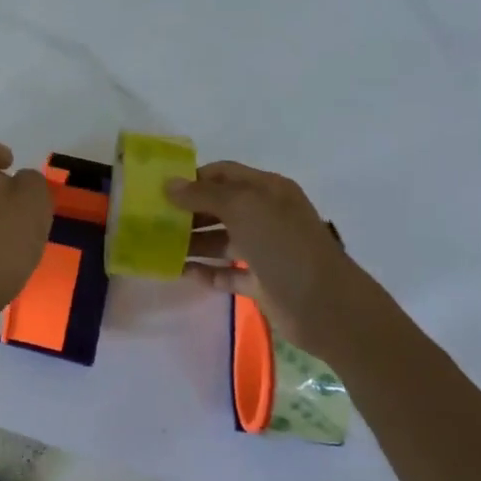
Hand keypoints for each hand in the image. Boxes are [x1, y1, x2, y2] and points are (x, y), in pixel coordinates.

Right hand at [167, 162, 385, 363]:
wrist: (327, 307)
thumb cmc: (284, 246)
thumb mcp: (243, 208)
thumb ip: (203, 195)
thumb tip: (169, 184)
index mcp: (267, 190)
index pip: (223, 173)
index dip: (192, 178)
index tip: (160, 188)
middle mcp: (266, 215)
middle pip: (219, 207)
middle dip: (188, 212)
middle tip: (153, 221)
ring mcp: (265, 250)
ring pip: (221, 240)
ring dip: (193, 243)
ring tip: (160, 249)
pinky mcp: (262, 282)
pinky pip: (227, 272)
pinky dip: (207, 272)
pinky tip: (183, 273)